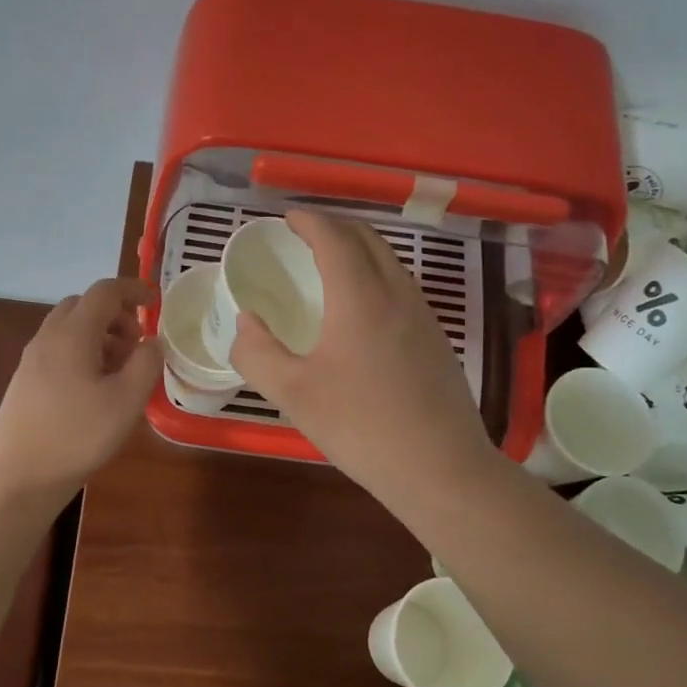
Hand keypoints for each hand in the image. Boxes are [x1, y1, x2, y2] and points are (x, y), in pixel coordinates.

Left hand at [0, 277, 160, 501]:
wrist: (19, 478)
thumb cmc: (77, 436)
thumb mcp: (126, 401)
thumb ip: (146, 363)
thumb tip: (153, 341)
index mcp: (72, 334)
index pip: (105, 292)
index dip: (134, 289)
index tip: (157, 302)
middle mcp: (48, 338)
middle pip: (83, 306)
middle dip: (116, 314)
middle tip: (138, 342)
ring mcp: (32, 360)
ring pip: (69, 329)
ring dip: (100, 336)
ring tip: (122, 369)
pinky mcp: (25, 382)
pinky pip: (59, 350)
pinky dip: (83, 353)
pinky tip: (96, 389)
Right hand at [232, 211, 499, 511]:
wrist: (440, 468)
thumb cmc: (361, 428)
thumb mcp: (293, 394)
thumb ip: (257, 353)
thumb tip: (245, 323)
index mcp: (360, 297)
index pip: (334, 238)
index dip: (308, 221)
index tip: (286, 218)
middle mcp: (397, 293)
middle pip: (367, 238)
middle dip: (334, 226)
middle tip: (304, 234)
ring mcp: (424, 315)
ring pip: (390, 261)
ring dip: (358, 249)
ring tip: (330, 264)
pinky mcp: (437, 338)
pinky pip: (402, 286)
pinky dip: (375, 275)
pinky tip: (362, 307)